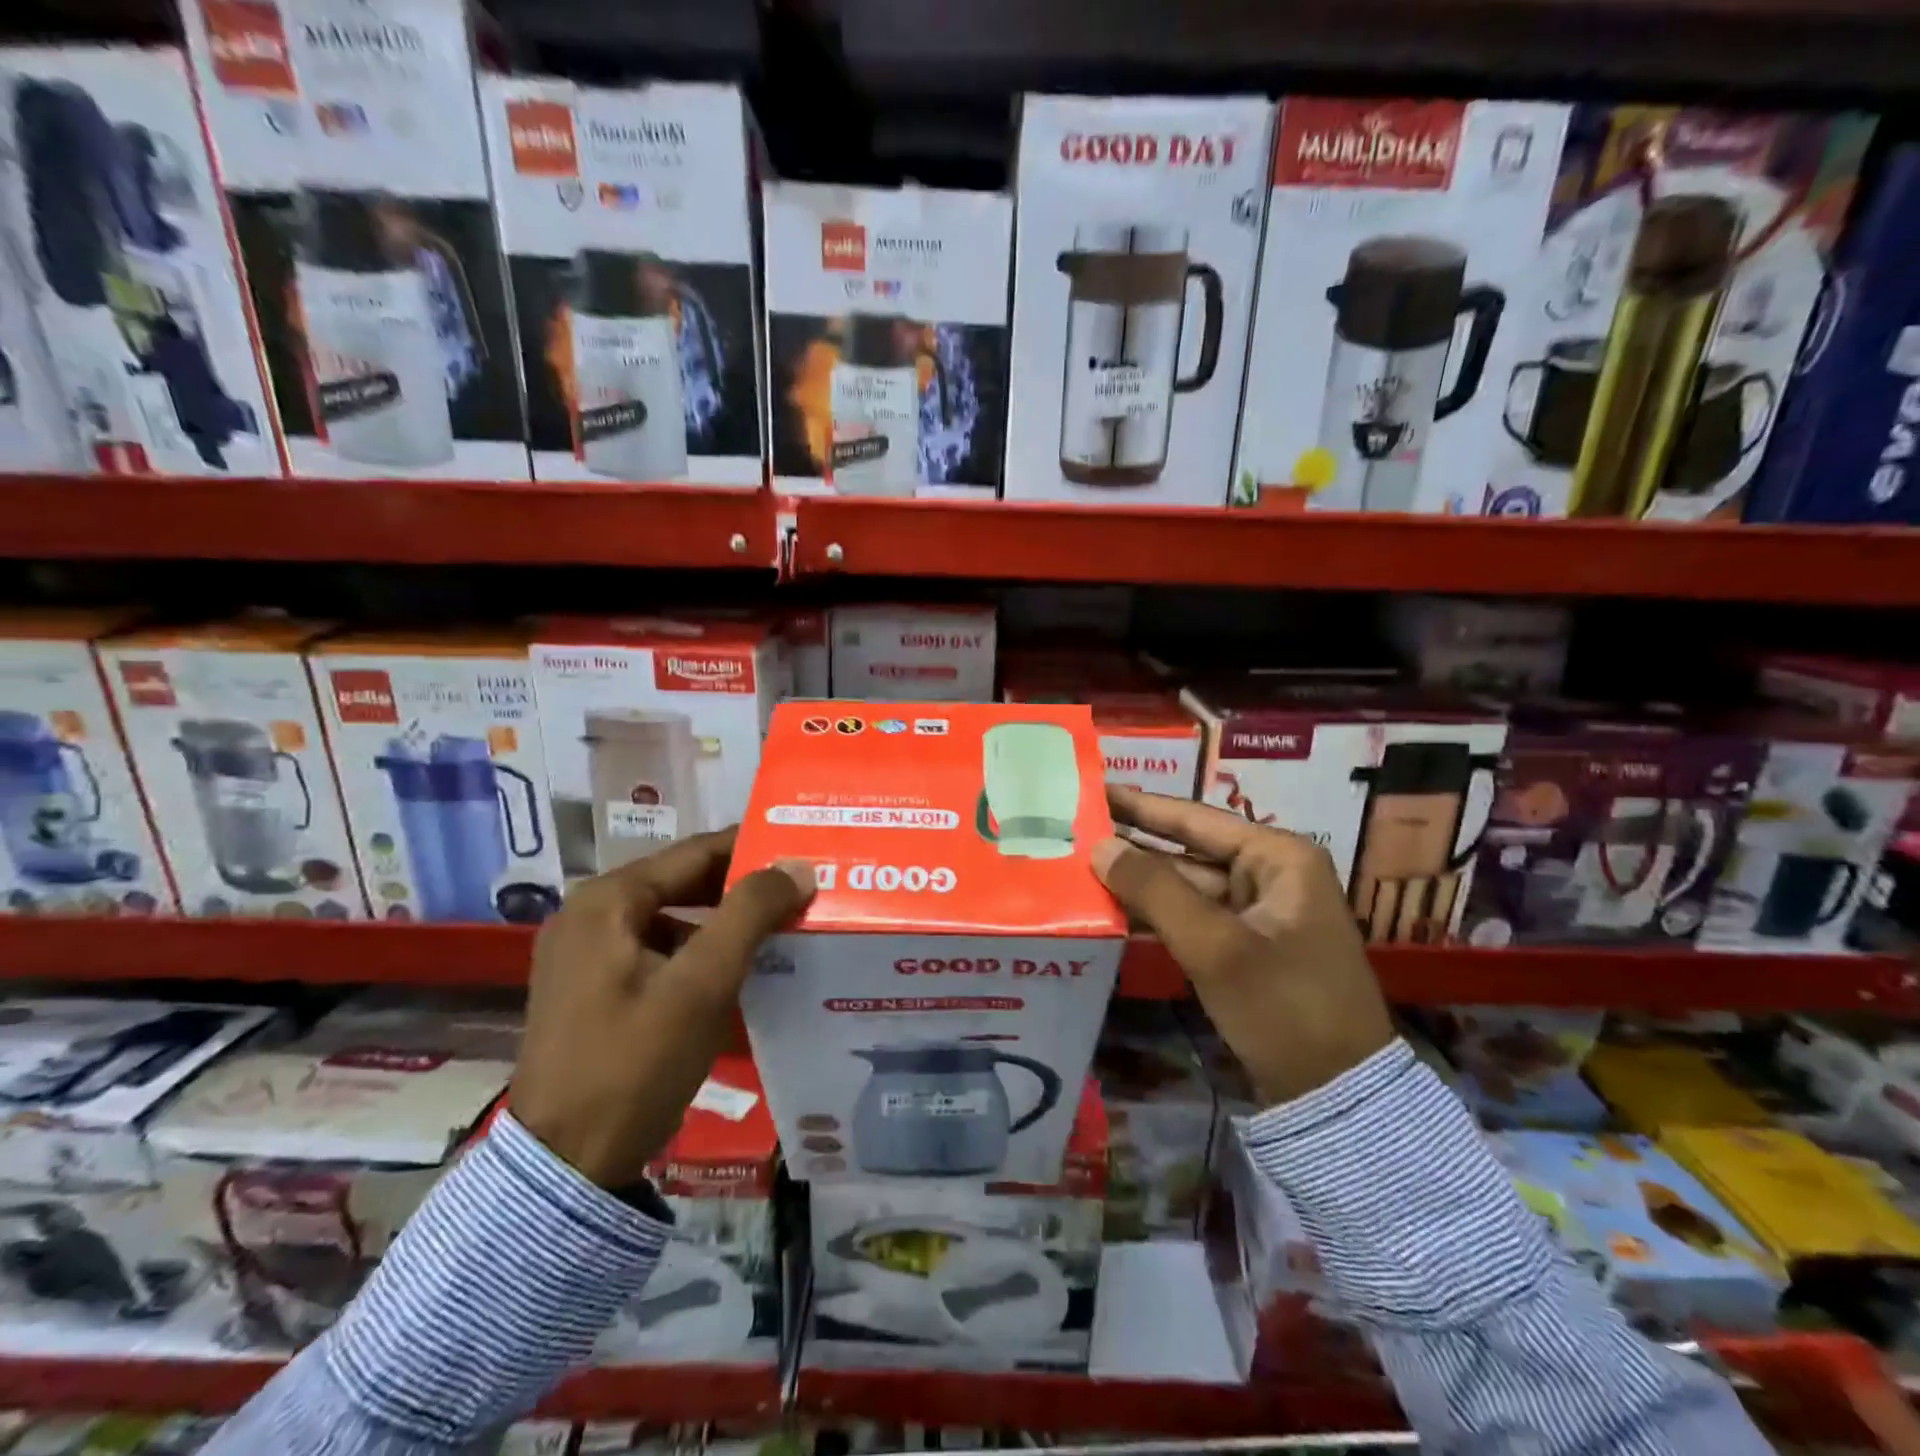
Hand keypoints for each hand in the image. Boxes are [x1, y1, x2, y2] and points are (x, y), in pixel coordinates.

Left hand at [511, 829, 813, 1189]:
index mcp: (607, 901)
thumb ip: (751, 914)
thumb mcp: (703, 984)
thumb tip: (798, 865)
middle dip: (741, 886)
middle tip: (799, 888)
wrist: (564, 1169)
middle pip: (682, 882)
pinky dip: (697, 951)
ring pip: (671, 918)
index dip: (753, 848)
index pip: (696, 853)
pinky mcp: (590, 989)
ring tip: (778, 927)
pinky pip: (656, 950)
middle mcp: (589, 914)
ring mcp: (584, 954)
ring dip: (722, 921)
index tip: (803, 848)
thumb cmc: (635, 1065)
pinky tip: (736, 970)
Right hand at [1093, 787, 1393, 1105]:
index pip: (1195, 818)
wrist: (1337, 1097)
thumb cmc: (1284, 1007)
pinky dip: (1155, 914)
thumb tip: (1099, 847)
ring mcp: (1257, 912)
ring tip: (1079, 865)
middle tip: (1075, 828)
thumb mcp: (1216, 946)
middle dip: (1133, 845)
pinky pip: (1192, 917)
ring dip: (1139, 882)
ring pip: (1185, 886)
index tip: (1094, 788)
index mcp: (1278, 857)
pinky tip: (1110, 908)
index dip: (1140, 804)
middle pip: (1187, 850)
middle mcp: (1269, 874)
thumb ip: (1155, 890)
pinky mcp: (1245, 946)